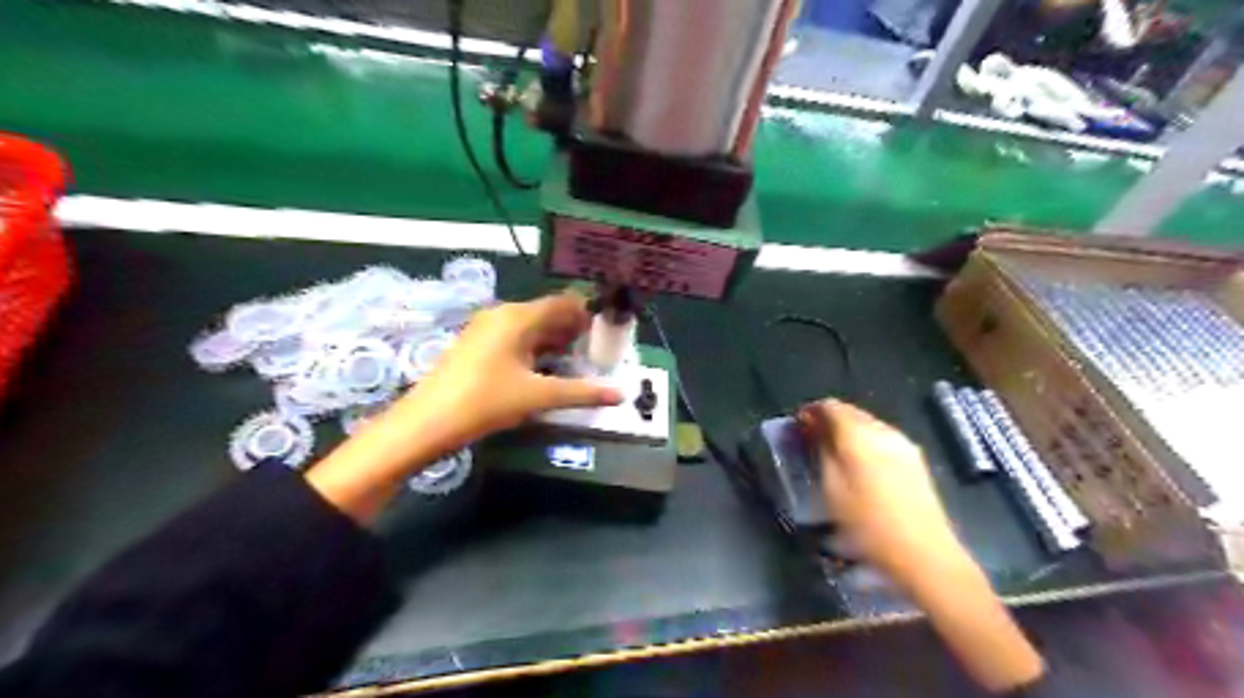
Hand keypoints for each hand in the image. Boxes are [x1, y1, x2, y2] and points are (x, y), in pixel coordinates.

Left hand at [306, 292, 622, 524]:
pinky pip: (515, 337)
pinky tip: (547, 368)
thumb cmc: (486, 401)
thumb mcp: (538, 396)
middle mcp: (502, 315)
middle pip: (547, 313)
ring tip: (579, 359)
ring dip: (554, 340)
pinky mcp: (477, 345)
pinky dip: (535, 348)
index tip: (609, 328)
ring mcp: (486, 329)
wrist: (427, 422)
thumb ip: (582, 393)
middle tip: (598, 347)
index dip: (587, 312)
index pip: (563, 303)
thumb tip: (620, 394)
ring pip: (530, 326)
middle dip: (573, 328)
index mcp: (518, 317)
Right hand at [802, 399, 964, 588]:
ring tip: (833, 451)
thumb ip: (821, 452)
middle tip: (811, 438)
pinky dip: (864, 440)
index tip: (797, 426)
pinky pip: (881, 436)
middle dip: (828, 419)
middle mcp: (882, 430)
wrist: (924, 553)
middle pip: (850, 411)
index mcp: (858, 434)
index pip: (829, 406)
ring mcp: (902, 443)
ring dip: (846, 429)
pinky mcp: (914, 458)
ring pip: (867, 422)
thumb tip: (813, 430)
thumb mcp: (831, 489)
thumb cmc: (868, 524)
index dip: (810, 411)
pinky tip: (859, 463)